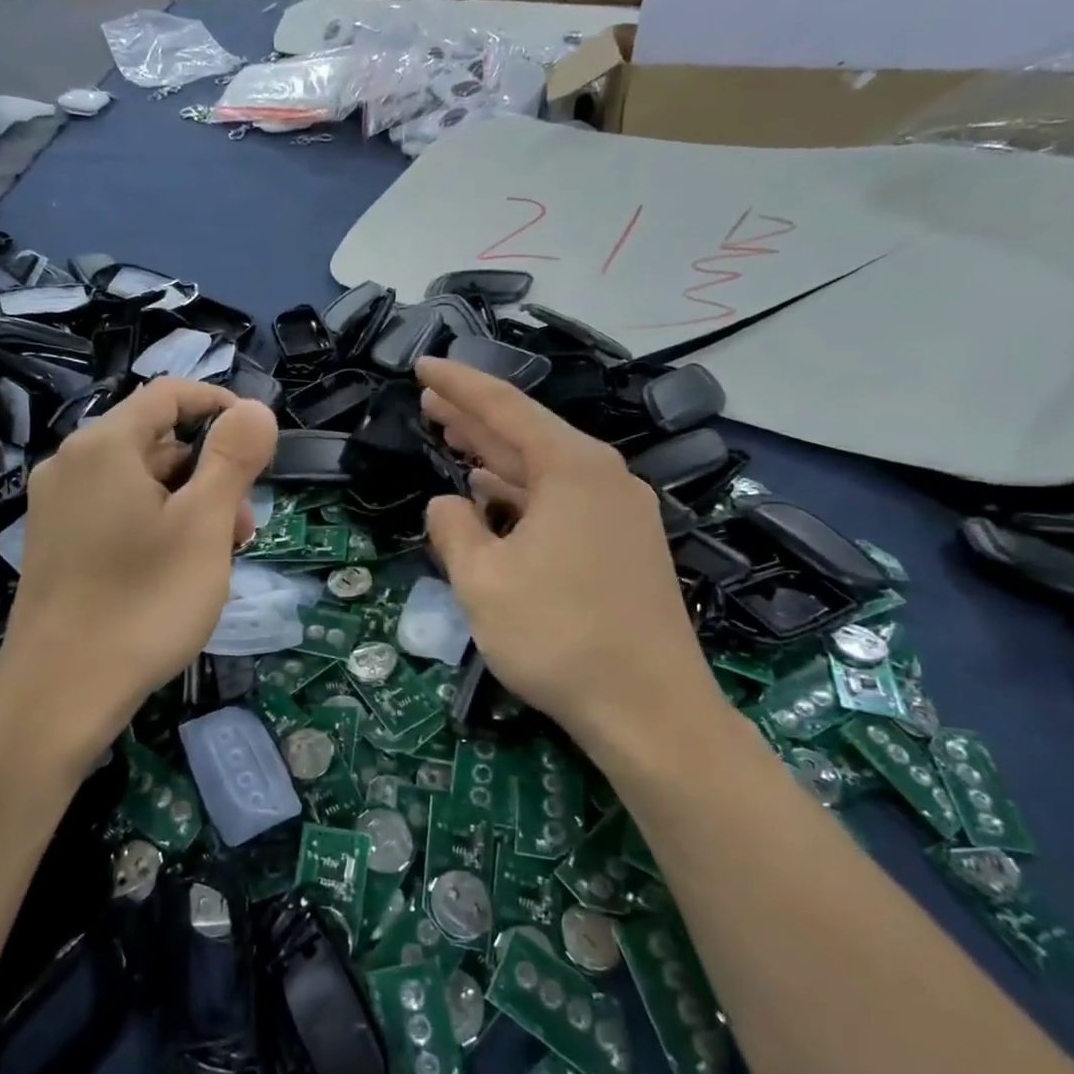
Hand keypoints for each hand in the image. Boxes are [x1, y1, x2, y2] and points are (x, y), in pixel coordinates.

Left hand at [0, 381, 277, 769]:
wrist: (60, 692)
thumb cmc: (144, 602)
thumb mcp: (205, 525)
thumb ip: (233, 458)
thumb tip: (254, 409)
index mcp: (104, 445)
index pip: (170, 394)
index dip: (220, 407)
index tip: (259, 445)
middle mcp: (71, 463)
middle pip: (157, 442)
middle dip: (210, 474)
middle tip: (242, 531)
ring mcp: (56, 506)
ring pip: (140, 482)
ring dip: (188, 506)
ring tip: (213, 561)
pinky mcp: (55, 543)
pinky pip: (116, 512)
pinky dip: (155, 526)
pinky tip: (174, 573)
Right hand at [417, 357, 727, 765]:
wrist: (651, 709)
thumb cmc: (559, 636)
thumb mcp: (483, 581)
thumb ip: (454, 530)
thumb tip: (448, 504)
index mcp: (572, 468)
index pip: (504, 408)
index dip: (458, 385)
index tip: (422, 364)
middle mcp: (603, 477)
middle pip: (527, 433)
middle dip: (474, 417)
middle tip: (429, 400)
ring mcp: (620, 513)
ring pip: (544, 470)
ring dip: (496, 457)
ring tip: (453, 439)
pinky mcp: (624, 547)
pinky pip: (562, 502)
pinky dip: (522, 494)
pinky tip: (495, 497)